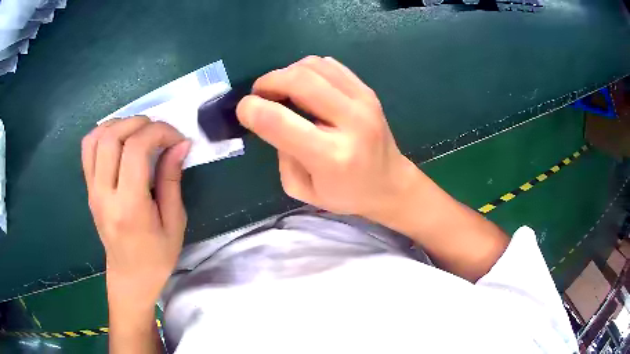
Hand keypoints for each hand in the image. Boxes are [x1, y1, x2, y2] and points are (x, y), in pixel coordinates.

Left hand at [81, 117, 190, 309]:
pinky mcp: (88, 188)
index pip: (136, 149)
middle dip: (139, 123)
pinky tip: (119, 139)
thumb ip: (172, 179)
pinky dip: (103, 133)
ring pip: (96, 138)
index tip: (177, 139)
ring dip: (119, 124)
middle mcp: (104, 194)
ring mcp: (92, 190)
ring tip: (139, 132)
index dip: (159, 132)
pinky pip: (87, 149)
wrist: (130, 277)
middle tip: (159, 132)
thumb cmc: (157, 256)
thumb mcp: (174, 223)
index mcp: (129, 207)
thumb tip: (181, 144)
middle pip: (112, 137)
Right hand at [237, 56, 419, 218]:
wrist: (390, 183)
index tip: (244, 109)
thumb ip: (282, 156)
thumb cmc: (346, 194)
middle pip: (299, 80)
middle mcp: (350, 122)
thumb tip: (273, 119)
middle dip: (268, 81)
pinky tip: (305, 86)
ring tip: (282, 90)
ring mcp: (363, 101)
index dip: (252, 109)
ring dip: (287, 72)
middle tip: (260, 94)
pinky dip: (307, 69)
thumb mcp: (303, 190)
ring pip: (313, 66)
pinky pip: (329, 65)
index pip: (280, 121)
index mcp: (331, 157)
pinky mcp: (367, 91)